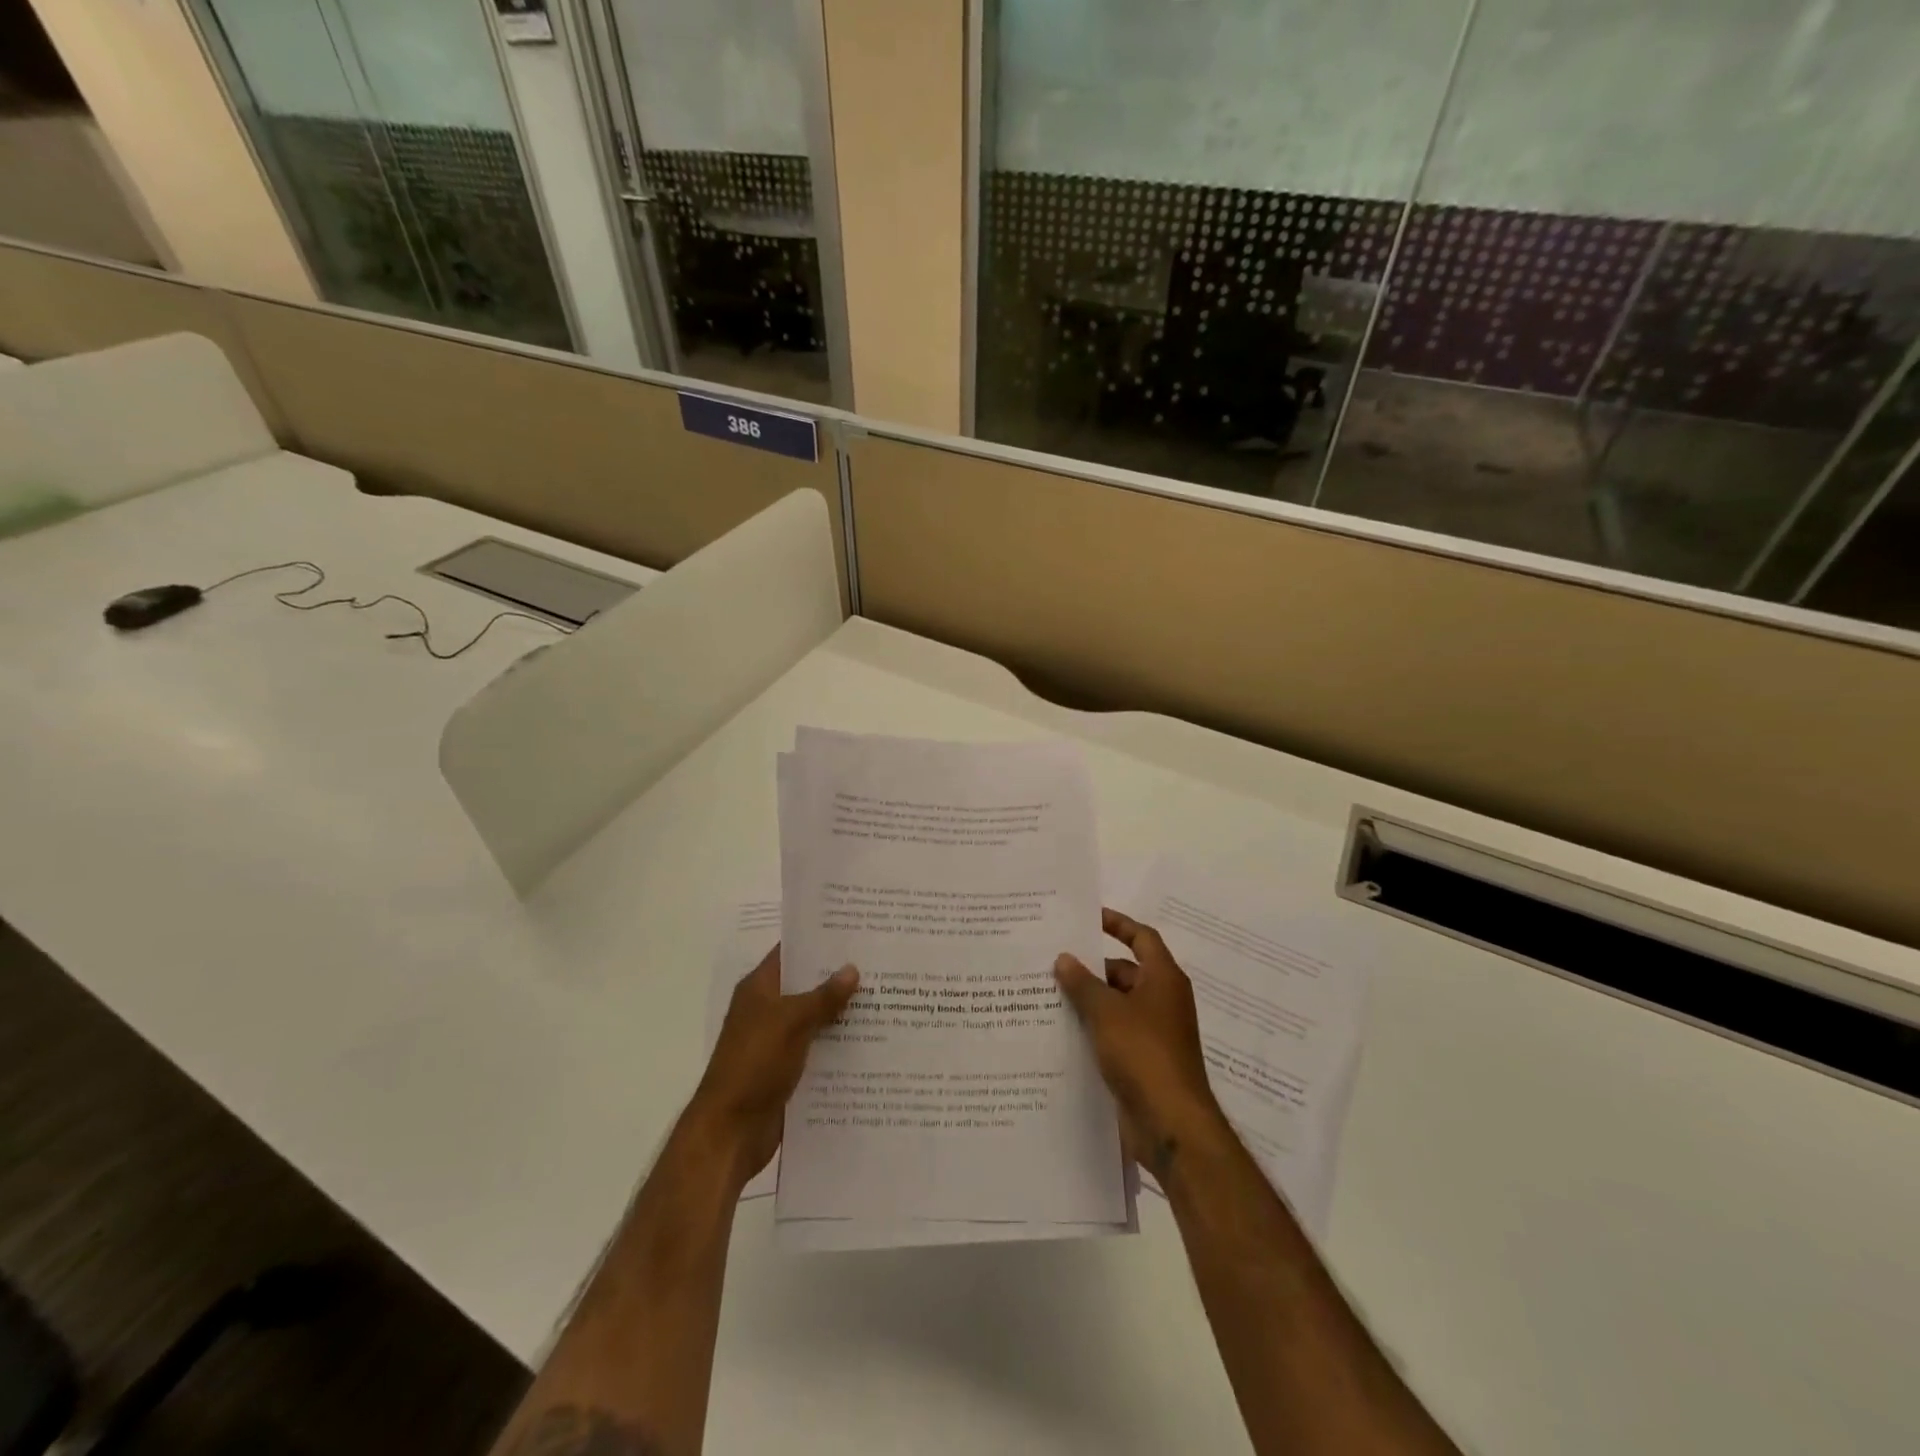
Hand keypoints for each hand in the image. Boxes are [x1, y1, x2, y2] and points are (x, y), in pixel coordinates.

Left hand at [686, 945, 858, 1189]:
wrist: (730, 1133)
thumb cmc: (754, 1065)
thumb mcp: (791, 1022)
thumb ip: (823, 996)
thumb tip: (852, 969)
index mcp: (760, 989)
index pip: (791, 952)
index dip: (820, 940)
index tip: (856, 930)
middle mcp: (768, 1010)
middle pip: (807, 985)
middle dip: (840, 977)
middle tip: (882, 963)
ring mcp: (777, 1042)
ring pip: (816, 1019)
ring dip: (843, 1014)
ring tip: (887, 999)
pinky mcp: (788, 1071)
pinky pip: (819, 1050)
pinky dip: (840, 1046)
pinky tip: (873, 1042)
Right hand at [1055, 908, 1225, 1177]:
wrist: (1171, 1124)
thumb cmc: (1144, 1054)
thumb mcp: (1107, 1012)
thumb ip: (1083, 983)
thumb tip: (1065, 958)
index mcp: (1164, 980)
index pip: (1142, 937)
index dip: (1118, 923)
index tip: (1088, 917)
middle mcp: (1162, 1001)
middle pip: (1125, 972)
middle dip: (1092, 968)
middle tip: (1052, 962)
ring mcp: (1154, 1034)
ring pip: (1117, 1005)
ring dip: (1088, 1001)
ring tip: (1047, 995)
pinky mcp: (1143, 1062)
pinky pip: (1114, 1034)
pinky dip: (1093, 1029)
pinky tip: (1060, 1033)